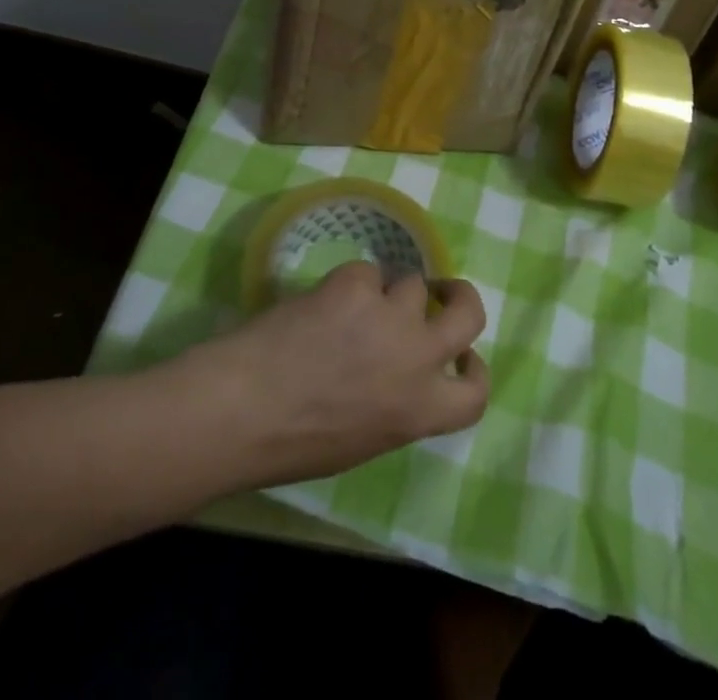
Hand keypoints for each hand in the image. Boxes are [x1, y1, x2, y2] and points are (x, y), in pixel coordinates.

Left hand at [183, 263, 490, 487]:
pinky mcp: (357, 285)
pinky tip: (318, 305)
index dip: (475, 370)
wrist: (241, 409)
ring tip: (351, 308)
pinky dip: (348, 285)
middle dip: (459, 297)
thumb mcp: (363, 440)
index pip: (476, 393)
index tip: (463, 357)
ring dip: (389, 293)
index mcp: (419, 411)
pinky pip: (366, 272)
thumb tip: (400, 376)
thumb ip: (397, 405)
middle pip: (469, 313)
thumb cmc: (292, 443)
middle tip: (442, 292)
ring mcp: (391, 316)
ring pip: (411, 283)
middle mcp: (417, 358)